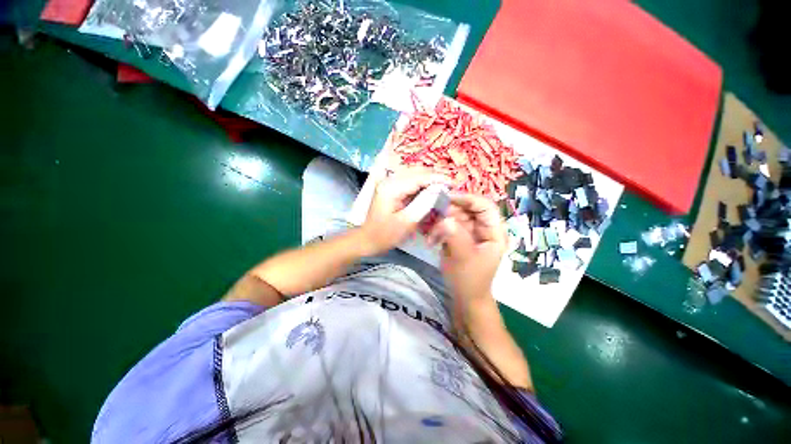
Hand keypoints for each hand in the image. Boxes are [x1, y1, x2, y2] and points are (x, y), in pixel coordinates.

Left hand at [361, 170, 448, 255]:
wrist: (368, 239)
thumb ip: (424, 203)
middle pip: (417, 172)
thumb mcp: (407, 222)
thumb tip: (439, 189)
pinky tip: (430, 190)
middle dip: (434, 177)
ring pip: (414, 175)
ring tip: (443, 187)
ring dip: (429, 179)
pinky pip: (409, 181)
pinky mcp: (390, 187)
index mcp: (391, 188)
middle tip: (449, 186)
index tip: (453, 183)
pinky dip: (421, 184)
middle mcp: (389, 180)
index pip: (419, 177)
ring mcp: (389, 183)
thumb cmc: (386, 234)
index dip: (437, 179)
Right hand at [428, 194, 506, 301]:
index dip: (468, 199)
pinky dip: (438, 229)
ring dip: (441, 222)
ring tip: (432, 235)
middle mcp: (483, 228)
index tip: (447, 198)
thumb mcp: (464, 258)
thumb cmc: (470, 280)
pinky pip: (448, 225)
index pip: (485, 206)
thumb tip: (445, 218)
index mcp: (494, 232)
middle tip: (433, 217)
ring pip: (455, 216)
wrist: (465, 297)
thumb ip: (455, 236)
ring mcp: (470, 232)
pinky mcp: (459, 237)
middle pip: (468, 209)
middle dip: (450, 211)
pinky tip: (432, 239)